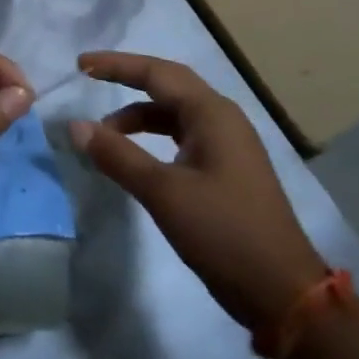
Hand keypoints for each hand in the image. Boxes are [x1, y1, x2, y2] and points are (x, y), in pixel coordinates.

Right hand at [68, 51, 326, 332]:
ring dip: (139, 116)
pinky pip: (183, 136)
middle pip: (168, 84)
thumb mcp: (163, 192)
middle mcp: (222, 118)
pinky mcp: (228, 169)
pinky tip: (137, 158)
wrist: (283, 292)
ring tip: (105, 134)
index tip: (81, 65)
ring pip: (175, 113)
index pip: (156, 73)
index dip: (117, 65)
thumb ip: (117, 155)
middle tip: (90, 79)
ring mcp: (228, 144)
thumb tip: (75, 125)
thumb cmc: (223, 233)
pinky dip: (155, 138)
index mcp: (211, 113)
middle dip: (128, 79)